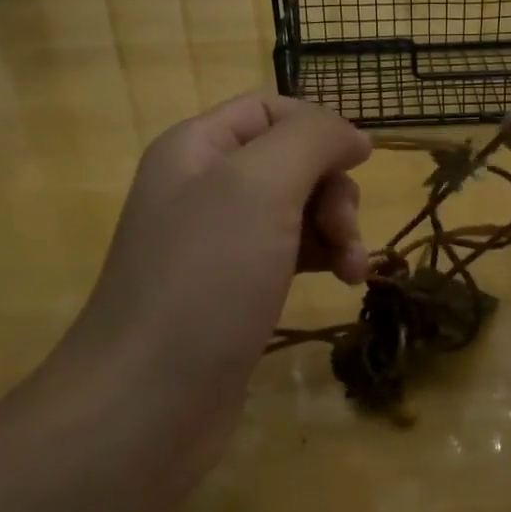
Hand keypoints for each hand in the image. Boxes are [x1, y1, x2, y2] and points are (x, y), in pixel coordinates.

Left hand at [63, 94, 370, 457]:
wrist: (148, 402)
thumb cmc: (205, 280)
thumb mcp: (260, 186)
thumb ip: (311, 140)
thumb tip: (352, 134)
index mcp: (198, 148)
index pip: (270, 108)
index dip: (319, 126)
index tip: (362, 162)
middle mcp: (204, 187)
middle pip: (290, 160)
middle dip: (332, 189)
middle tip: (345, 232)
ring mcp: (218, 243)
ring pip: (297, 210)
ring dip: (336, 229)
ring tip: (352, 270)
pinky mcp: (235, 291)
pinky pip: (290, 253)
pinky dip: (322, 259)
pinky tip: (343, 283)